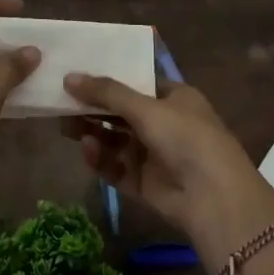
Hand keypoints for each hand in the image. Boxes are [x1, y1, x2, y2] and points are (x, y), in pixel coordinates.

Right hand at [61, 75, 273, 259]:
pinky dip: (101, 159)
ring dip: (93, 133)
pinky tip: (87, 150)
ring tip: (66, 128)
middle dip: (93, 109)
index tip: (76, 77)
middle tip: (60, 105)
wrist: (213, 197)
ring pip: (115, 141)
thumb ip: (107, 93)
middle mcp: (164, 124)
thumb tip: (69, 77)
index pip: (136, 83)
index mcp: (174, 98)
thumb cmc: (185, 137)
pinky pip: (116, 167)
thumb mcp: (146, 107)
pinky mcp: (144, 184)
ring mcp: (154, 155)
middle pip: (121, 113)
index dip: (107, 80)